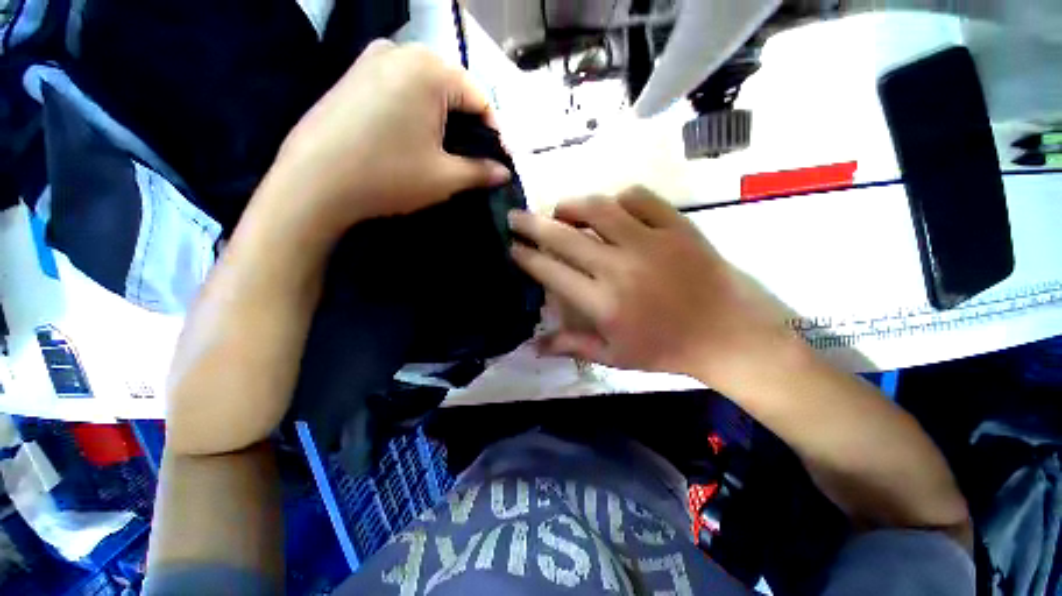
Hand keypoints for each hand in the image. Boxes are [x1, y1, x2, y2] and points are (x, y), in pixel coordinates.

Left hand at [260, 40, 510, 243]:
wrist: (313, 183)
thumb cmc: (388, 176)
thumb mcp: (445, 178)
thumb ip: (481, 172)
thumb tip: (504, 172)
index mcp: (429, 69)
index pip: (480, 98)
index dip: (495, 133)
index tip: (498, 161)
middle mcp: (401, 51)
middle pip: (453, 88)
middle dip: (469, 125)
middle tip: (473, 159)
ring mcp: (372, 59)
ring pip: (427, 87)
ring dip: (443, 118)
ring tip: (446, 151)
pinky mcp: (354, 74)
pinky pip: (400, 87)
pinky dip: (417, 111)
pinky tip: (414, 138)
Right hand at [509, 187, 797, 389]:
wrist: (726, 332)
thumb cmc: (665, 348)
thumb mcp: (614, 356)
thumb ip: (571, 345)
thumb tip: (532, 346)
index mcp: (602, 302)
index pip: (551, 272)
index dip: (527, 257)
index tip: (512, 247)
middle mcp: (619, 267)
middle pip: (565, 237)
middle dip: (532, 224)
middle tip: (515, 216)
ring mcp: (649, 242)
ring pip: (598, 209)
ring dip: (572, 206)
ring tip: (560, 210)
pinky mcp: (676, 226)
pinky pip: (639, 198)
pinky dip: (619, 199)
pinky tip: (612, 209)